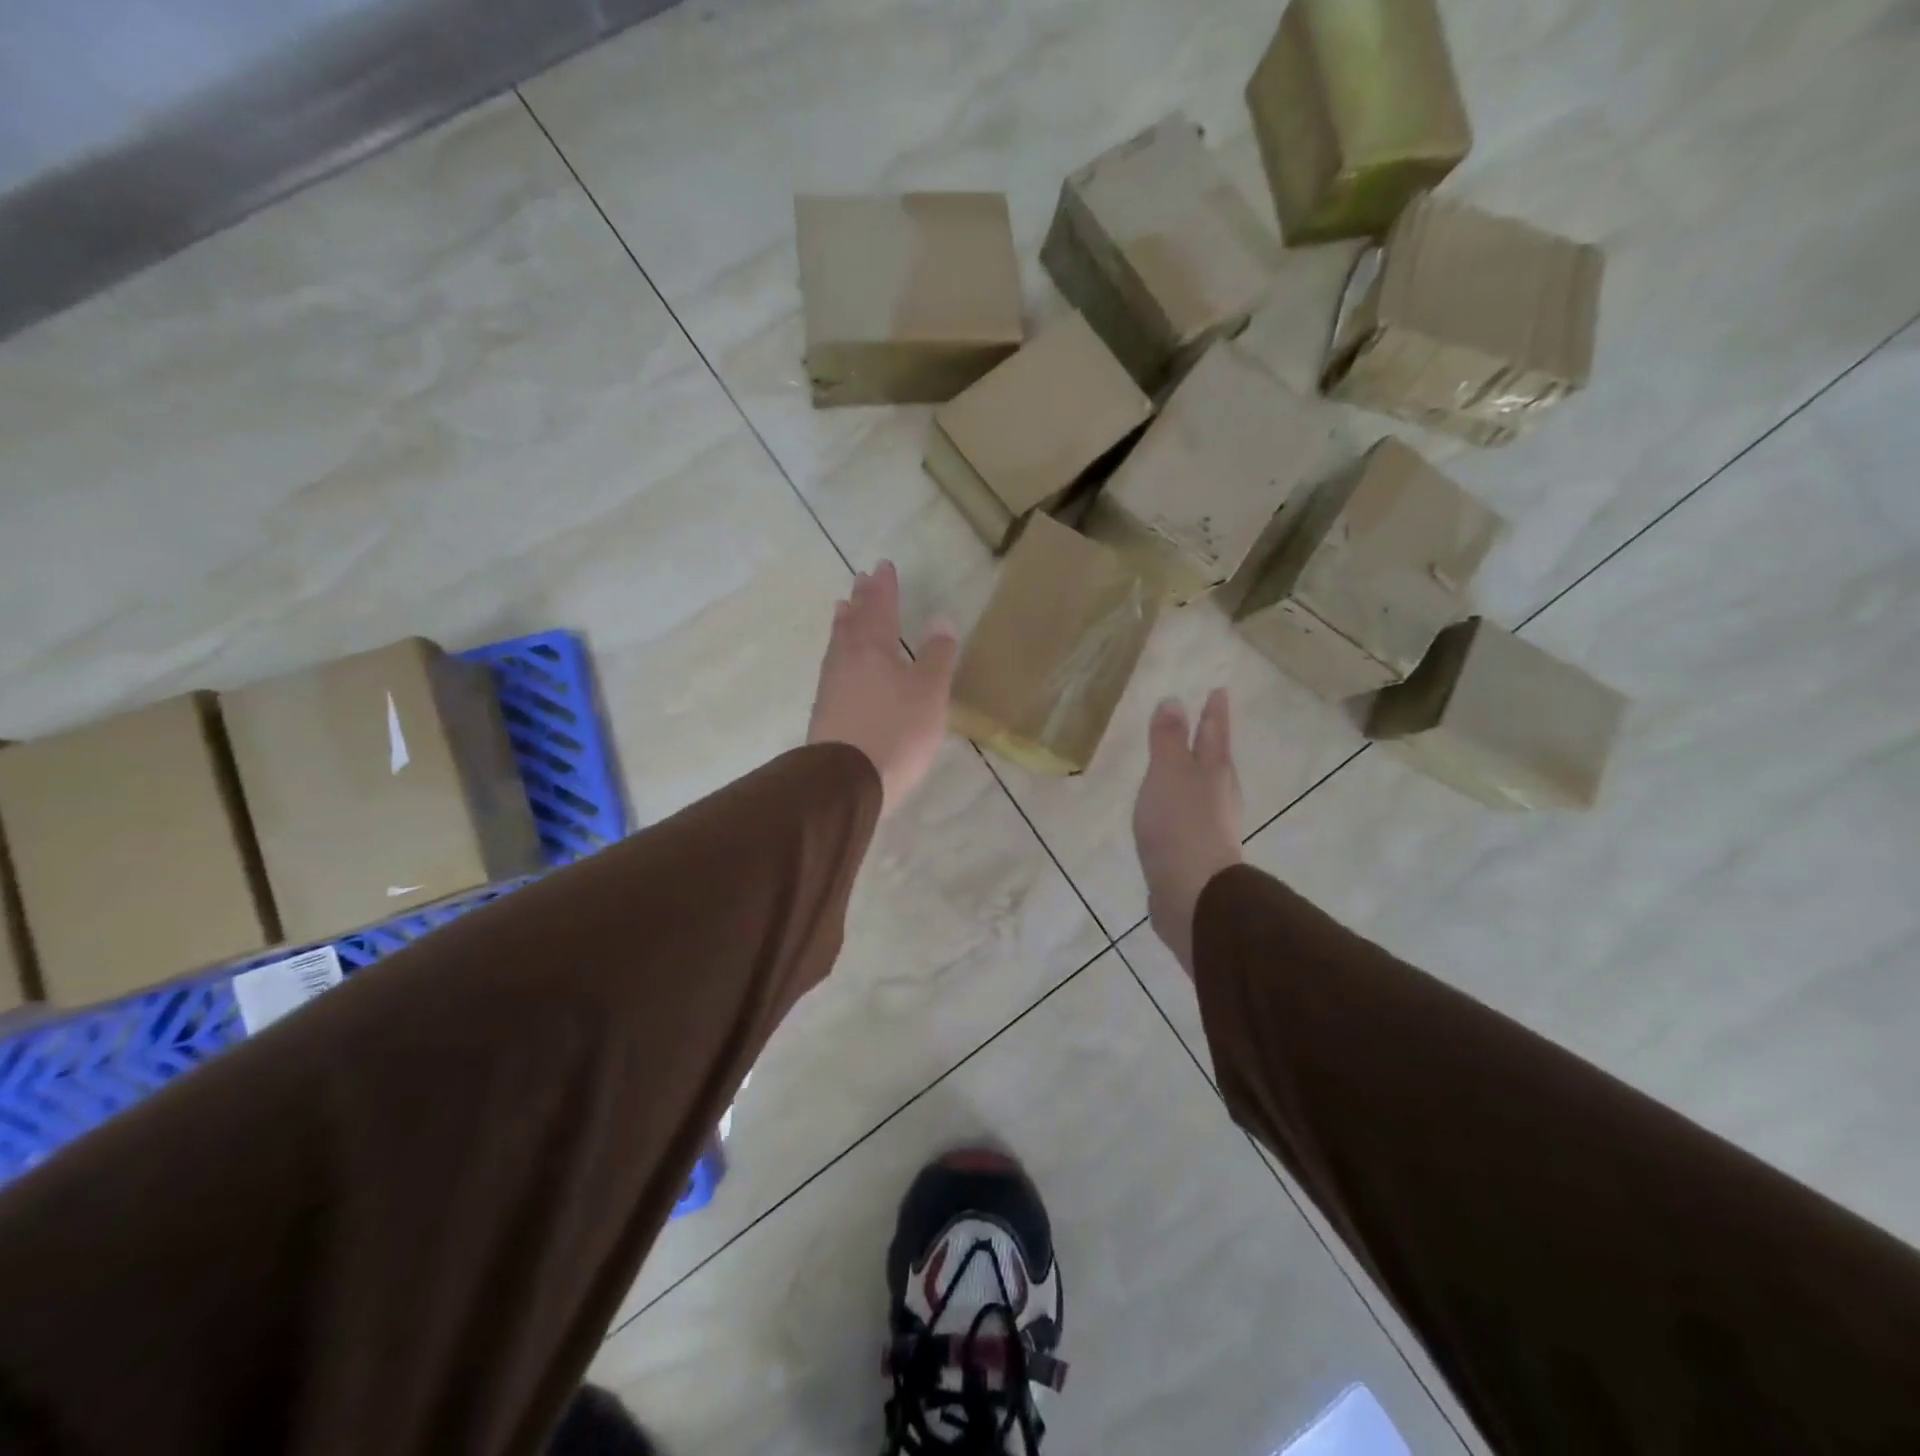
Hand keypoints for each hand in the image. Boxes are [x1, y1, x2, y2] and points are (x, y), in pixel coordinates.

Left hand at [807, 561, 957, 818]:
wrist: (847, 781)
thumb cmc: (896, 731)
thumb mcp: (929, 693)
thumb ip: (937, 656)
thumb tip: (942, 620)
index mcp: (874, 648)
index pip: (880, 608)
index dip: (884, 588)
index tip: (883, 566)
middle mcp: (847, 660)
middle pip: (853, 622)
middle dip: (860, 600)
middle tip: (860, 580)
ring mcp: (831, 686)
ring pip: (839, 643)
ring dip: (844, 623)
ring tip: (843, 609)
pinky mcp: (825, 711)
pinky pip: (834, 667)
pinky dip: (839, 652)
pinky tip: (841, 662)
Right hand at [1133, 689, 1243, 976]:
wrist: (1192, 892)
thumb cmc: (1180, 824)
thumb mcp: (1168, 772)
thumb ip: (1168, 739)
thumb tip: (1174, 700)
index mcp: (1213, 771)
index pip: (1213, 733)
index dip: (1214, 712)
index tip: (1219, 691)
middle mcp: (1219, 795)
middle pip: (1216, 760)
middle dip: (1212, 741)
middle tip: (1209, 722)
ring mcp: (1212, 826)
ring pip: (1207, 790)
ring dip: (1199, 775)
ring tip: (1189, 766)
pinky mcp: (1198, 853)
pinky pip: (1192, 818)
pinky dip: (1184, 806)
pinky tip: (1174, 815)